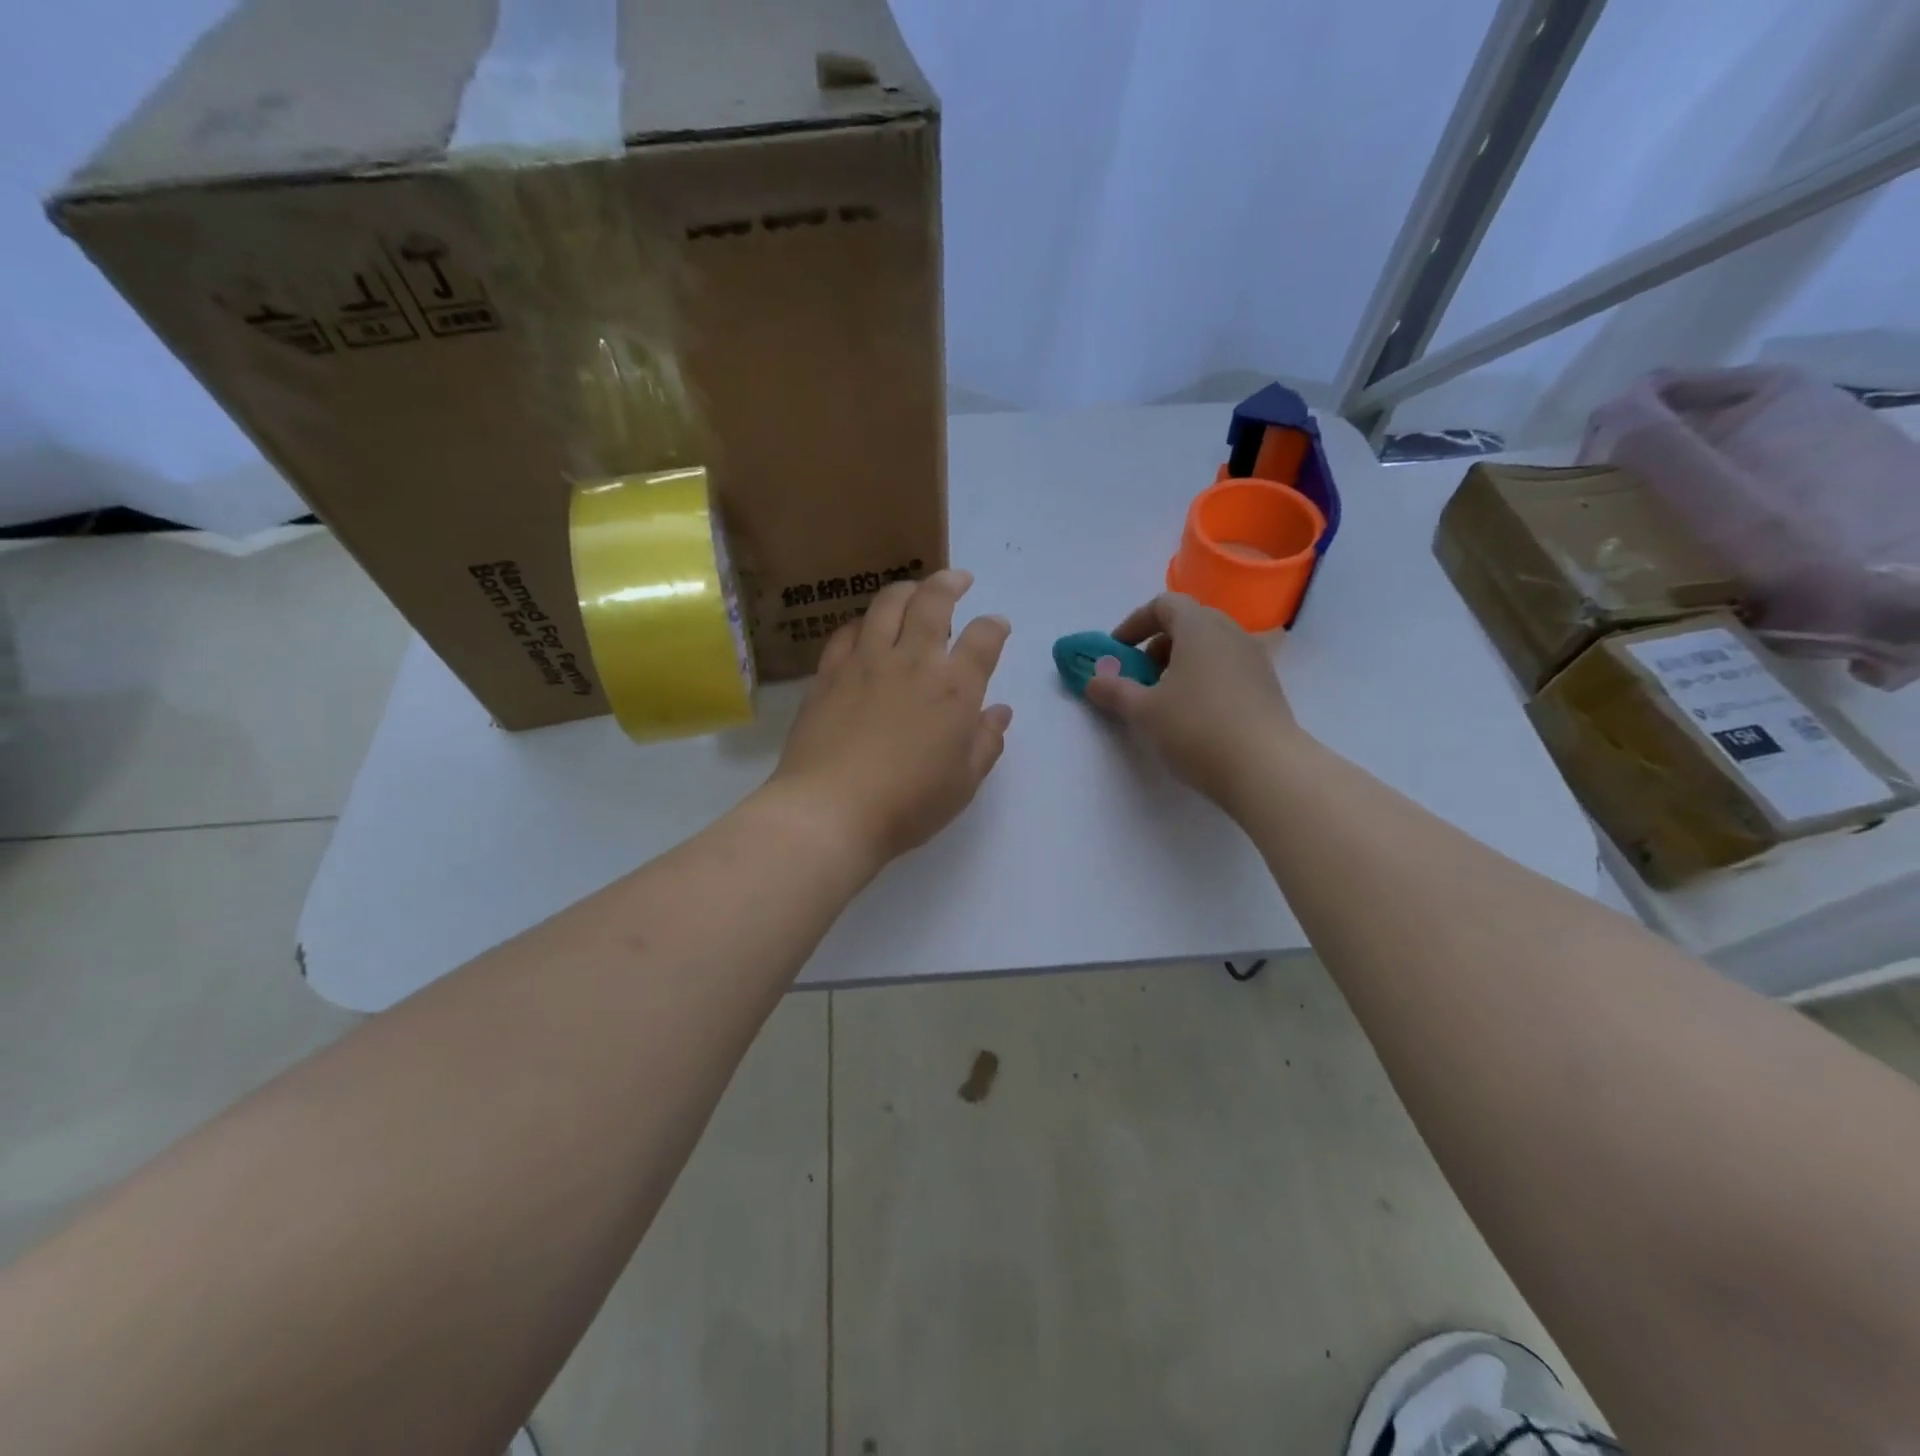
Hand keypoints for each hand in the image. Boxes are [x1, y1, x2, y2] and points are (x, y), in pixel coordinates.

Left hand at [769, 569, 1012, 869]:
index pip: (984, 638)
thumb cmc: (909, 804)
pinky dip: (864, 622)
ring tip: (914, 592)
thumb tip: (999, 712)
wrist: (831, 810)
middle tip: (958, 580)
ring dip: (907, 590)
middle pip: (934, 601)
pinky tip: (866, 629)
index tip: (997, 626)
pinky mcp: (830, 673)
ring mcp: (866, 662)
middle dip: (951, 582)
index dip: (995, 626)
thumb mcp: (963, 782)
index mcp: (954, 688)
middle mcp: (913, 661)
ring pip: (887, 604)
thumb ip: (986, 742)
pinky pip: (848, 631)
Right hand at [1082, 592, 1301, 807]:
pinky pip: (1227, 668)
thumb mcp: (1143, 710)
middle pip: (1189, 623)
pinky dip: (1204, 679)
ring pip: (1210, 647)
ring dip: (1181, 664)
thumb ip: (1114, 690)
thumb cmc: (1196, 728)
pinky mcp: (1267, 687)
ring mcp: (1254, 659)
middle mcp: (1231, 633)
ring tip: (1165, 700)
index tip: (1117, 651)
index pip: (1164, 605)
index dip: (1134, 623)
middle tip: (1140, 676)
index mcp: (1200, 627)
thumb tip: (1093, 680)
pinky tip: (1195, 716)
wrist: (1265, 768)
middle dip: (1158, 645)